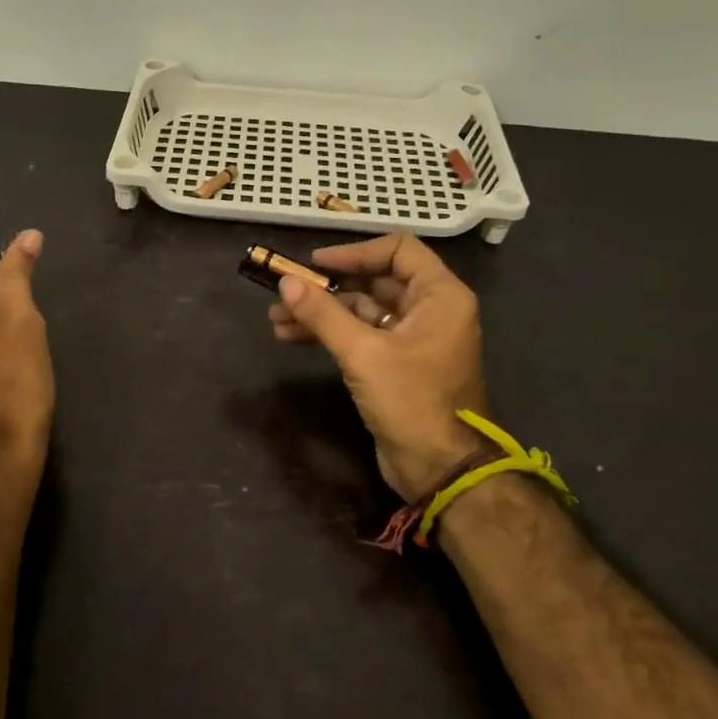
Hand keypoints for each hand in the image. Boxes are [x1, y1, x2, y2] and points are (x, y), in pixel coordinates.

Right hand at [268, 233, 489, 499]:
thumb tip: (285, 282)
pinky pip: (361, 335)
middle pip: (375, 281)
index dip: (354, 252)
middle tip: (286, 293)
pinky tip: (293, 337)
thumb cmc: (411, 401)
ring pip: (362, 311)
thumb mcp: (363, 353)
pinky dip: (330, 334)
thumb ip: (323, 314)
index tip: (315, 264)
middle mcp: (430, 310)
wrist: (440, 468)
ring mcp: (413, 338)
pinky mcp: (397, 364)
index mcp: (440, 296)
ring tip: (277, 320)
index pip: (397, 250)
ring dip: (322, 313)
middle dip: (327, 288)